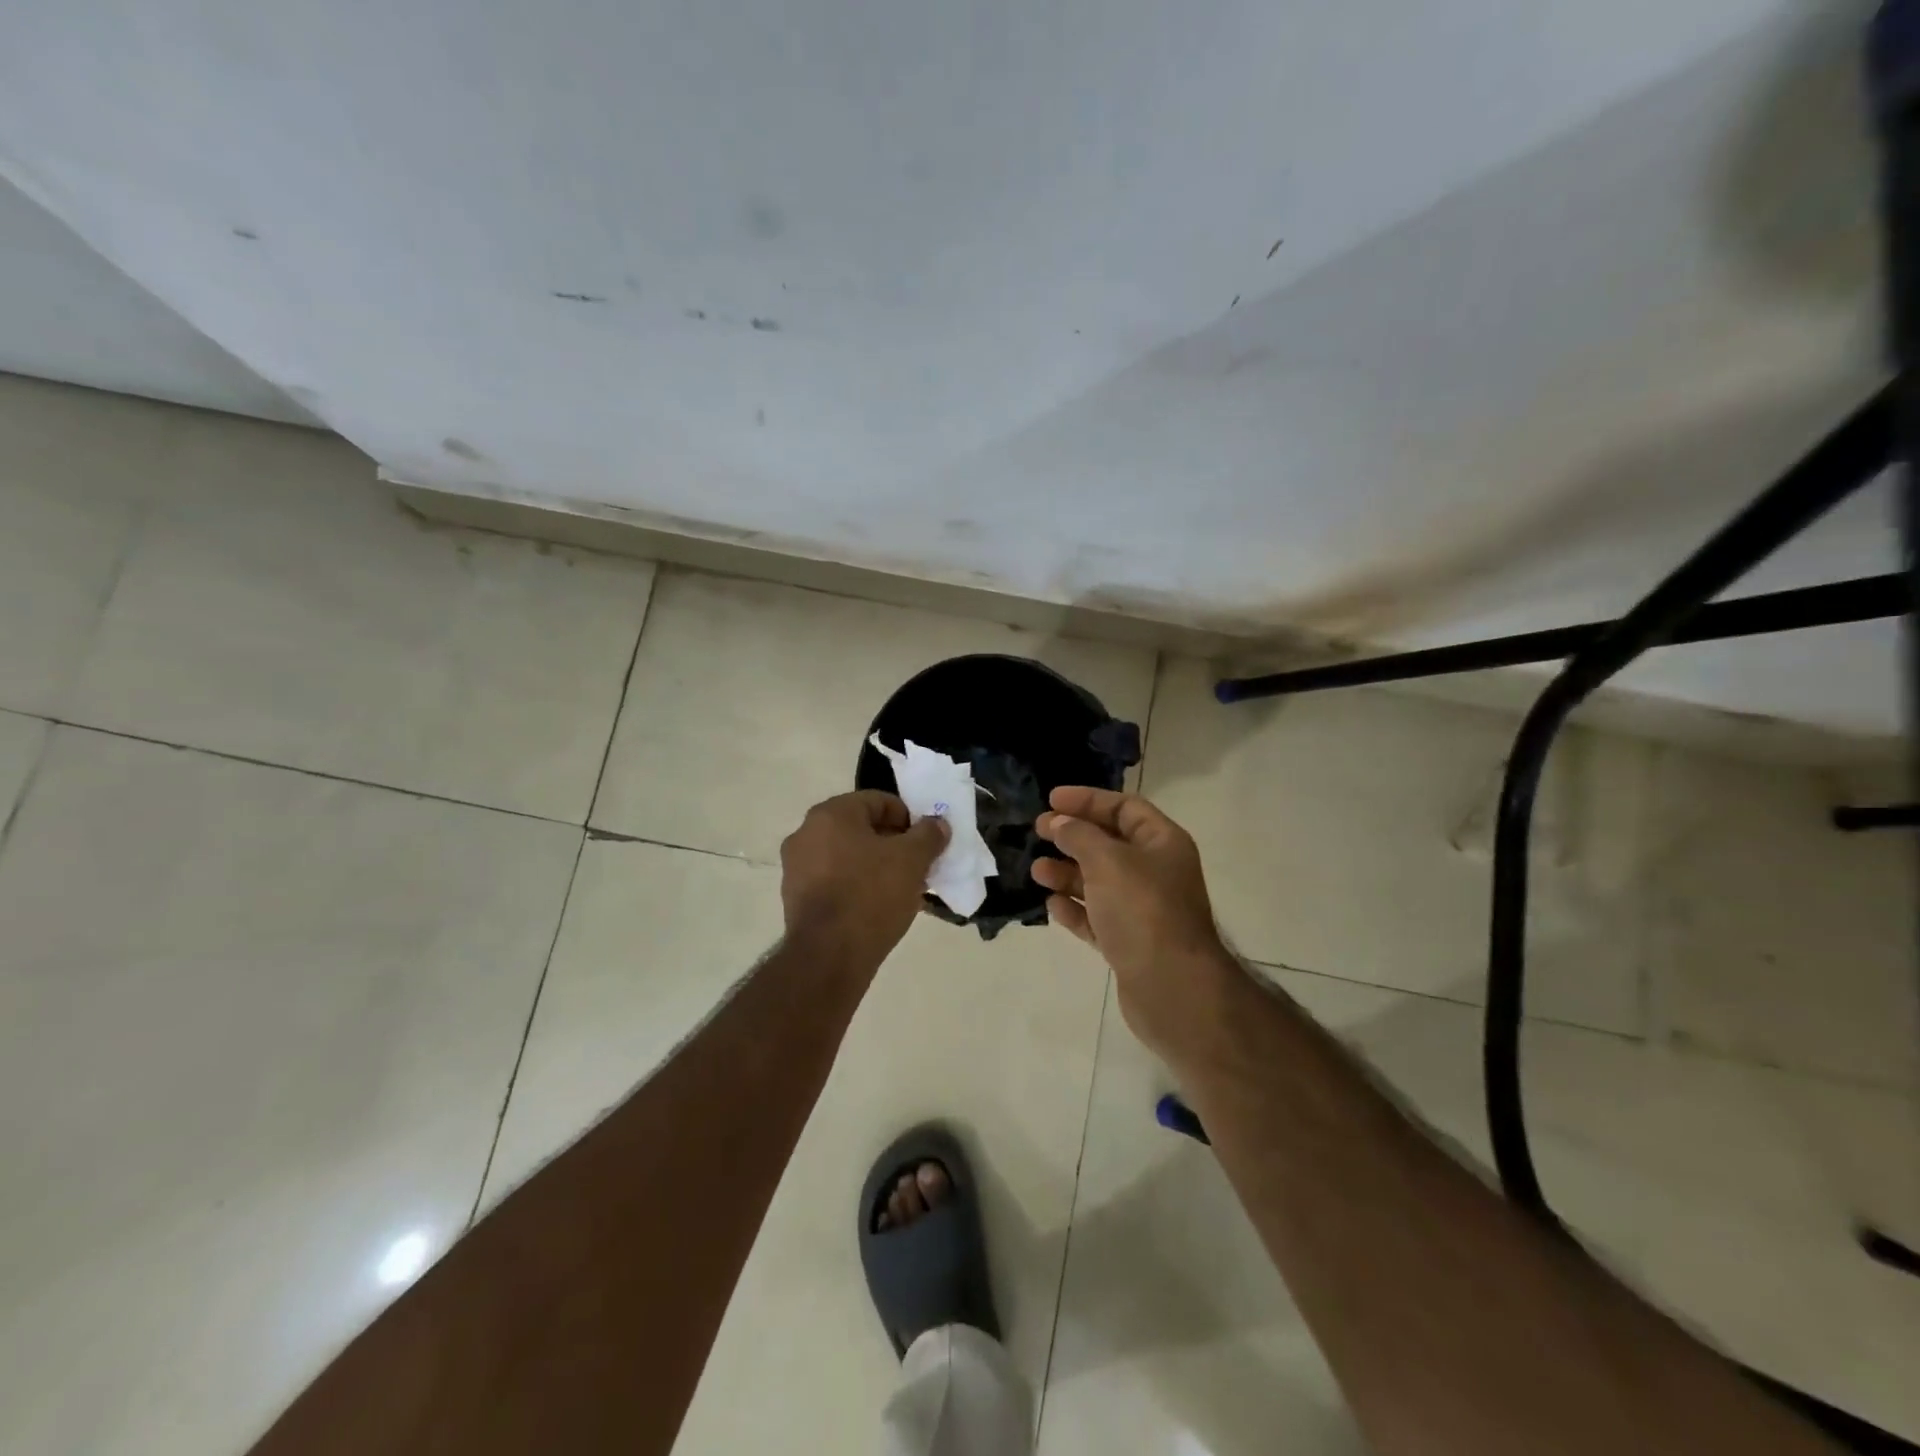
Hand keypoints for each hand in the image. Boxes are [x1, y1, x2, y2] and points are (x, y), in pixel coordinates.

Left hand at [779, 791, 948, 970]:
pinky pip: (833, 881)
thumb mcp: (912, 860)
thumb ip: (928, 835)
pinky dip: (856, 886)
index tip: (925, 841)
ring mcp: (796, 867)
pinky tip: (877, 907)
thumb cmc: (871, 895)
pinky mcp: (795, 898)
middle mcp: (806, 833)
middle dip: (892, 844)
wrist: (829, 956)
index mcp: (831, 814)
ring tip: (902, 889)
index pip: (877, 801)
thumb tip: (937, 823)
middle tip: (917, 864)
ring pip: (847, 856)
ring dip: (875, 865)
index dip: (908, 817)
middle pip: (860, 828)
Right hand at [1033, 786, 1239, 1060]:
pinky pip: (1097, 917)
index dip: (1088, 800)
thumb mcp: (1107, 861)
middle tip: (1038, 831)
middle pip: (1109, 843)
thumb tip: (1060, 823)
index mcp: (1162, 843)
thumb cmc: (1142, 910)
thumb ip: (1079, 836)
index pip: (1124, 807)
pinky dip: (1075, 909)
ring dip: (1067, 873)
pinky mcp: (1129, 943)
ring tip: (1037, 871)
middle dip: (1073, 836)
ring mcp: (1143, 910)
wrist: (1172, 988)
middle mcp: (1156, 872)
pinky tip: (1051, 905)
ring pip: (1099, 882)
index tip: (1051, 799)